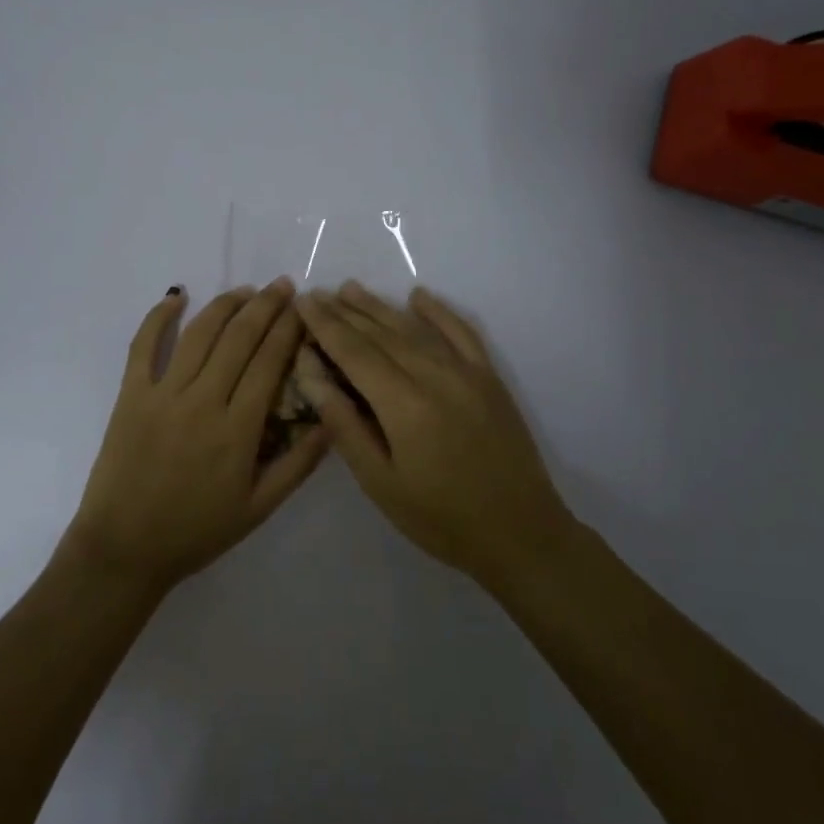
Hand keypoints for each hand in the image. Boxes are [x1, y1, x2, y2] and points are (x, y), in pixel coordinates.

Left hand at [62, 281, 328, 595]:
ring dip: (225, 305)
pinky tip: (176, 296)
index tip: (303, 308)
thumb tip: (331, 421)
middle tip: (283, 286)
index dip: (288, 330)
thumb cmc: (196, 531)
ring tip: (246, 290)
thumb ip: (298, 465)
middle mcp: (202, 402)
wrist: (125, 549)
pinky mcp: (131, 395)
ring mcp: (163, 395)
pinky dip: (158, 316)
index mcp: (237, 430)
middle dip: (265, 307)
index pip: (270, 363)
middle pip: (239, 339)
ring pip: (199, 334)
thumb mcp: (259, 508)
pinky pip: (143, 346)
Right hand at [295, 282, 574, 588]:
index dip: (325, 325)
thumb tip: (309, 373)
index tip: (302, 301)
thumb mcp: (380, 481)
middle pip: (381, 333)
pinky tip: (419, 296)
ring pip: (415, 328)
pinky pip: (461, 332)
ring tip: (351, 289)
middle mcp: (434, 375)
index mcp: (403, 403)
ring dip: (381, 307)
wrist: (521, 533)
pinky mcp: (489, 377)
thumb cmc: (440, 518)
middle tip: (318, 294)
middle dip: (346, 312)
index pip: (354, 351)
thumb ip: (344, 423)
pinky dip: (438, 311)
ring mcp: (467, 372)